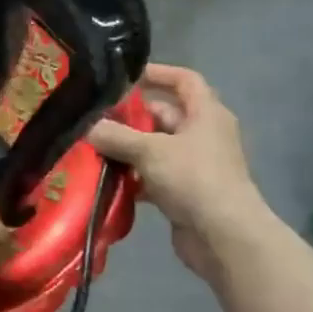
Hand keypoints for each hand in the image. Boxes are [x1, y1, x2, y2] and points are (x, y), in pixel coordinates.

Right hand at [90, 65, 269, 287]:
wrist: (225, 238)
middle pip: (164, 115)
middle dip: (131, 117)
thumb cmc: (194, 179)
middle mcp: (203, 135)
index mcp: (206, 114)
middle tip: (95, 119)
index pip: (184, 80)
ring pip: (156, 147)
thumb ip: (116, 135)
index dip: (158, 73)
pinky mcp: (185, 192)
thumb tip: (88, 128)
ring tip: (93, 149)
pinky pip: (154, 176)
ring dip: (128, 149)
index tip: (126, 77)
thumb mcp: (150, 150)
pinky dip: (134, 177)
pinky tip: (108, 180)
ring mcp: (195, 165)